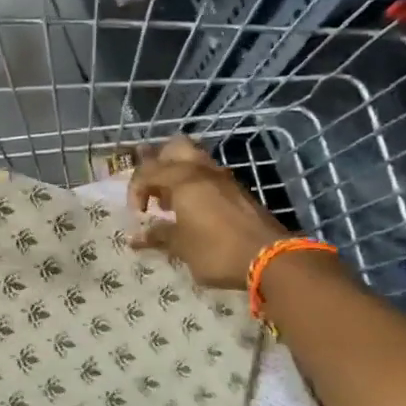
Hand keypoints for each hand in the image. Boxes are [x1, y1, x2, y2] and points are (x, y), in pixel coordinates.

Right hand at [127, 136, 293, 289]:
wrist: (270, 257)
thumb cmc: (216, 250)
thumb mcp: (181, 246)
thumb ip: (158, 236)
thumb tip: (135, 237)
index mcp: (182, 179)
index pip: (147, 172)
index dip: (135, 190)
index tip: (138, 215)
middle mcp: (201, 170)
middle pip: (173, 148)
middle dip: (158, 163)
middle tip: (153, 189)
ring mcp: (223, 178)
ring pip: (194, 159)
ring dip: (177, 173)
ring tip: (172, 200)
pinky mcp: (237, 190)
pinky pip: (209, 176)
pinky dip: (195, 184)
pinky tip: (194, 210)